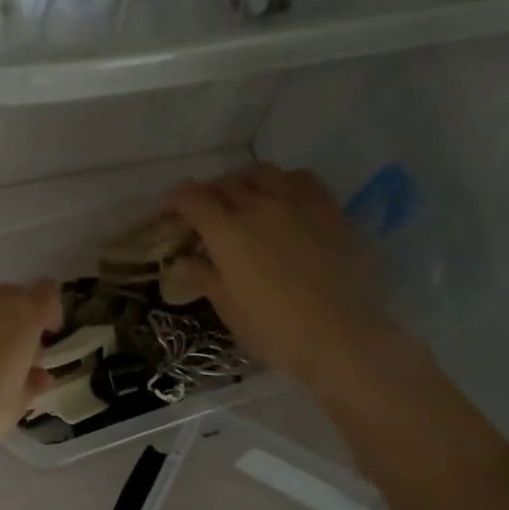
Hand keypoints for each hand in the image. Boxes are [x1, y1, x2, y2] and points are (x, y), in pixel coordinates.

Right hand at [169, 165, 403, 395]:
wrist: (341, 336)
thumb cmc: (274, 330)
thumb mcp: (230, 309)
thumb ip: (204, 278)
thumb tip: (180, 262)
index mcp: (228, 232)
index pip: (193, 199)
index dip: (176, 200)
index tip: (168, 209)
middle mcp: (259, 205)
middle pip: (226, 183)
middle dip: (208, 193)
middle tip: (202, 212)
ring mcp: (298, 202)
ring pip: (263, 172)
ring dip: (243, 181)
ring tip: (241, 198)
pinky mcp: (330, 209)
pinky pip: (301, 178)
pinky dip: (282, 182)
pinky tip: (283, 198)